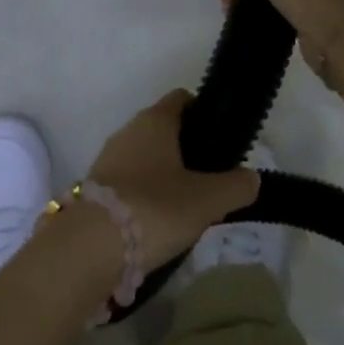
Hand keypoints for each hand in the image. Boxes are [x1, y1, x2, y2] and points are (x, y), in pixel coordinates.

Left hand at [87, 90, 259, 268]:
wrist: (91, 245)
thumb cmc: (155, 207)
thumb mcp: (207, 200)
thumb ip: (236, 186)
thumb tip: (252, 178)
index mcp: (155, 120)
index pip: (181, 99)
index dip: (203, 112)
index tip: (221, 138)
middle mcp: (128, 131)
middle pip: (163, 129)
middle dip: (186, 149)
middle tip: (211, 178)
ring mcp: (108, 159)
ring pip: (145, 157)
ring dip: (164, 174)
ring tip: (187, 205)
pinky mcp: (95, 188)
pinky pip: (128, 182)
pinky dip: (144, 195)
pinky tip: (158, 222)